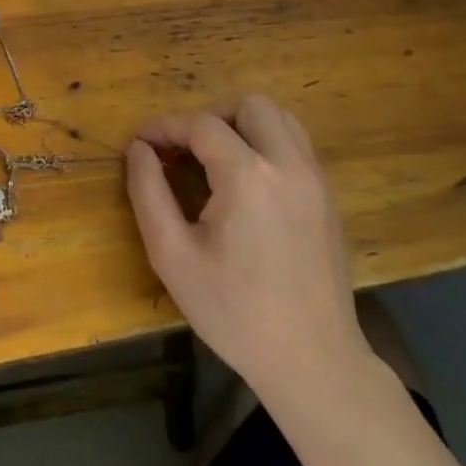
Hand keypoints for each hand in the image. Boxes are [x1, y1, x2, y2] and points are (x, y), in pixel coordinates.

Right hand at [126, 95, 373, 406]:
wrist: (312, 360)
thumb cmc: (234, 312)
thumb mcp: (173, 256)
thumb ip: (148, 193)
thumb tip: (138, 150)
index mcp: (248, 177)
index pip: (201, 124)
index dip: (164, 126)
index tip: (140, 142)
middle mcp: (288, 164)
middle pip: (249, 105)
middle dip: (209, 116)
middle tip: (182, 150)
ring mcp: (315, 179)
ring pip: (280, 118)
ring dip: (242, 125)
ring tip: (214, 159)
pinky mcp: (327, 197)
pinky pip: (296, 145)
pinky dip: (266, 143)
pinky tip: (245, 182)